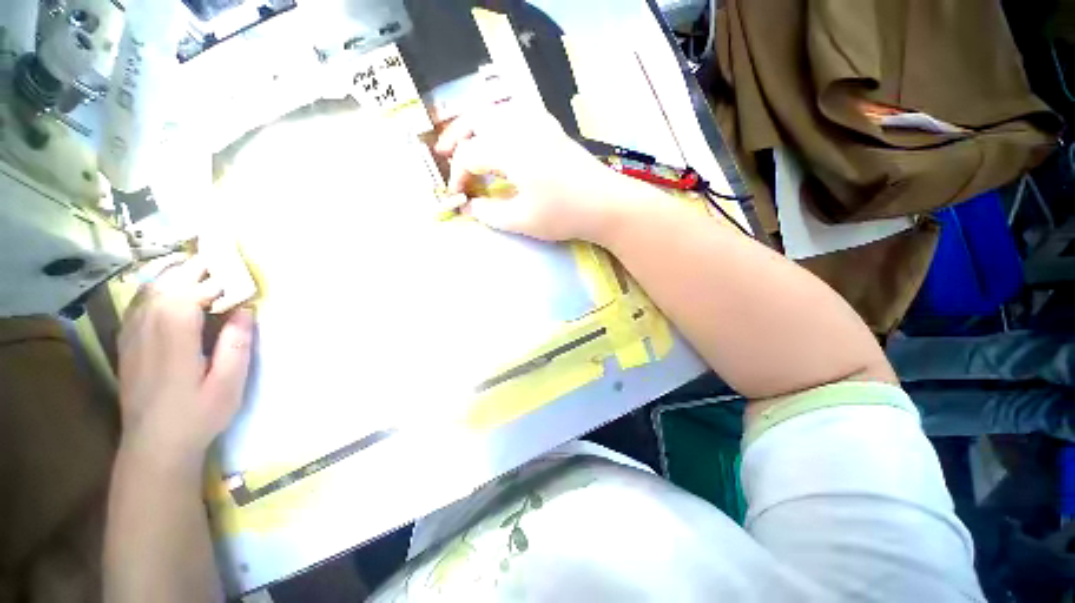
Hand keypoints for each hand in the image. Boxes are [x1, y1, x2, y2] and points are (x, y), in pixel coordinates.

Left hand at [118, 256, 253, 471]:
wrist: (154, 445)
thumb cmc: (197, 415)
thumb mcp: (228, 385)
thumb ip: (236, 345)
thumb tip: (246, 310)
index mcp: (174, 340)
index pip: (189, 295)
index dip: (214, 282)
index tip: (238, 276)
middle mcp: (147, 330)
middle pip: (167, 286)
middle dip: (194, 270)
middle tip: (221, 259)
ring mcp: (132, 336)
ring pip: (149, 291)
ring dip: (174, 274)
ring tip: (198, 266)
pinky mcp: (127, 343)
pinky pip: (138, 304)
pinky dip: (155, 288)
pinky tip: (167, 288)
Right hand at [435, 99, 637, 242]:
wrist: (606, 204)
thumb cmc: (563, 213)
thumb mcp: (522, 220)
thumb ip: (490, 214)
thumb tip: (470, 207)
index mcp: (509, 148)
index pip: (469, 154)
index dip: (458, 174)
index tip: (456, 195)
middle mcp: (520, 126)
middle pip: (476, 119)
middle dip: (456, 136)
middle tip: (444, 154)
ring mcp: (540, 123)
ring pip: (496, 110)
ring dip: (476, 125)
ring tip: (469, 143)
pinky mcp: (553, 129)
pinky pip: (517, 113)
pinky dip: (500, 122)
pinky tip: (502, 137)